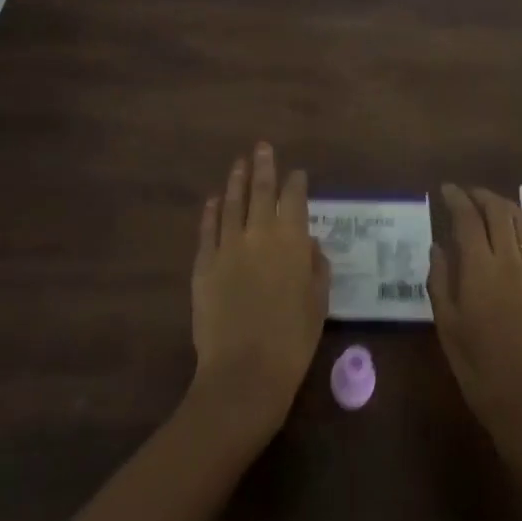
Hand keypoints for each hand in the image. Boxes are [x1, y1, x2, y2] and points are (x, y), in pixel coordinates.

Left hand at [189, 143, 328, 448]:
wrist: (244, 373)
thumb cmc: (292, 340)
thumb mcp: (318, 302)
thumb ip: (316, 266)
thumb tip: (308, 244)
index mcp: (291, 239)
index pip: (294, 197)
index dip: (296, 182)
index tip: (297, 173)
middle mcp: (259, 232)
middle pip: (261, 189)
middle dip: (263, 166)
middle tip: (262, 147)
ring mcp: (228, 245)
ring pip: (232, 202)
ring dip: (236, 180)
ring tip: (239, 164)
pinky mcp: (204, 263)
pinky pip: (208, 228)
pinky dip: (211, 211)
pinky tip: (214, 200)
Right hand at [429, 185, 521, 467]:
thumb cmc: (480, 370)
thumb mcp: (448, 327)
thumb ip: (440, 281)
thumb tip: (438, 246)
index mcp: (480, 269)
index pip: (467, 218)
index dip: (456, 198)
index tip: (445, 190)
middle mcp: (510, 261)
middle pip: (498, 212)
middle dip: (480, 196)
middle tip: (465, 193)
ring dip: (504, 207)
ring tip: (489, 205)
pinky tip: (520, 231)